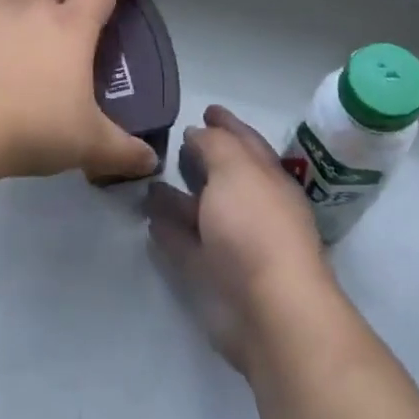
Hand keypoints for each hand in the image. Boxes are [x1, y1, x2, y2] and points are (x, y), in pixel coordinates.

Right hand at [145, 105, 335, 373]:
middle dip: (203, 158)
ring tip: (149, 179)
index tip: (206, 108)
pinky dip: (169, 232)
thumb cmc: (256, 227)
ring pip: (202, 212)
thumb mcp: (237, 168)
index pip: (246, 142)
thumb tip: (199, 133)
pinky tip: (149, 220)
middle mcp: (253, 208)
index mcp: (268, 179)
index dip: (227, 124)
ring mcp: (234, 244)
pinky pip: (186, 245)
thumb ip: (215, 145)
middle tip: (173, 141)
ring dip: (179, 197)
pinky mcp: (213, 276)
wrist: (269, 310)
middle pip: (224, 176)